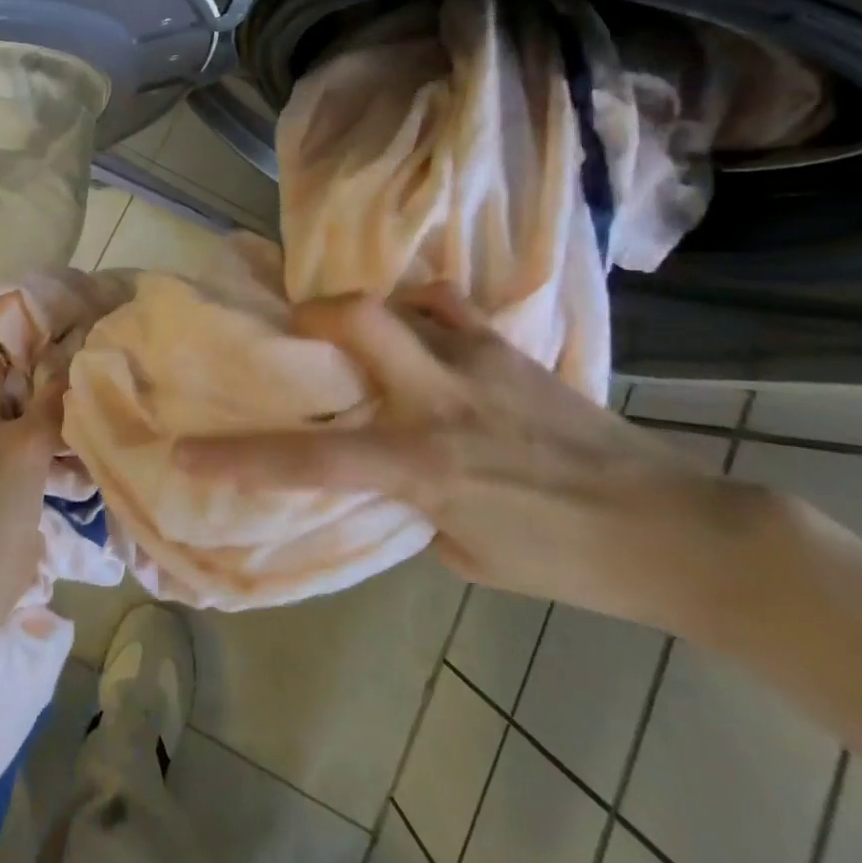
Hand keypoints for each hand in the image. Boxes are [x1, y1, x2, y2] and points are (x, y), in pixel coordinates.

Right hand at [176, 285, 763, 632]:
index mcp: (422, 464)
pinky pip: (448, 308)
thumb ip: (412, 501)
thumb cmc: (565, 559)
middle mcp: (439, 399)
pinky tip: (422, 329)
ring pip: (400, 303)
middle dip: (310, 313)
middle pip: (355, 319)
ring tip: (357, 332)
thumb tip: (386, 468)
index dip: (240, 459)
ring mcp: (477, 361)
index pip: (310, 462)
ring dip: (366, 312)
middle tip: (297, 331)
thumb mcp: (466, 549)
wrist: (672, 528)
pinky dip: (422, 310)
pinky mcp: (510, 348)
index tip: (189, 452)